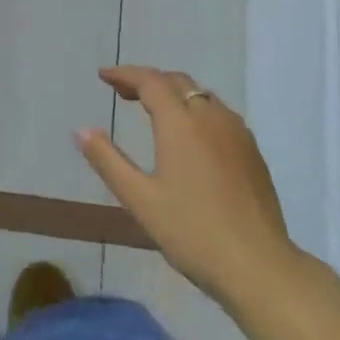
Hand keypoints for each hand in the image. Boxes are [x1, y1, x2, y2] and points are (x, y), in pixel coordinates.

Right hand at [75, 66, 295, 307]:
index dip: (125, 74)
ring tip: (153, 110)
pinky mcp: (253, 152)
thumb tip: (82, 130)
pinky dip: (196, 111)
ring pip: (202, 96)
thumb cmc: (191, 231)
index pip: (151, 81)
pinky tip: (191, 137)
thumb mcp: (139, 199)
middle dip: (148, 81)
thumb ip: (108, 160)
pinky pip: (220, 115)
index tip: (104, 76)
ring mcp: (237, 133)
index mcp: (181, 123)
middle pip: (178, 82)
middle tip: (123, 92)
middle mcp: (212, 117)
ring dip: (174, 94)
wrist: (258, 265)